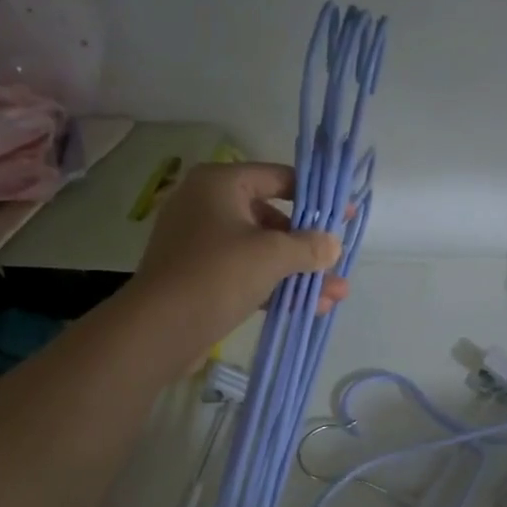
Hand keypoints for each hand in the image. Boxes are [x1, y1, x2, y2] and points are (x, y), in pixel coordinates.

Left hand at [135, 162, 348, 342]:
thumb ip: (308, 246)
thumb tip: (332, 244)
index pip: (278, 178)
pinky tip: (310, 307)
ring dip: (299, 272)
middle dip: (309, 245)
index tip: (346, 216)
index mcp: (219, 184)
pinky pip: (247, 275)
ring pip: (262, 252)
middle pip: (271, 218)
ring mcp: (202, 244)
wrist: (160, 329)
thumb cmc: (217, 274)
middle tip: (338, 262)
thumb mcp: (272, 255)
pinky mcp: (202, 278)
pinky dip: (276, 287)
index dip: (316, 197)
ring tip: (336, 293)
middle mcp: (207, 206)